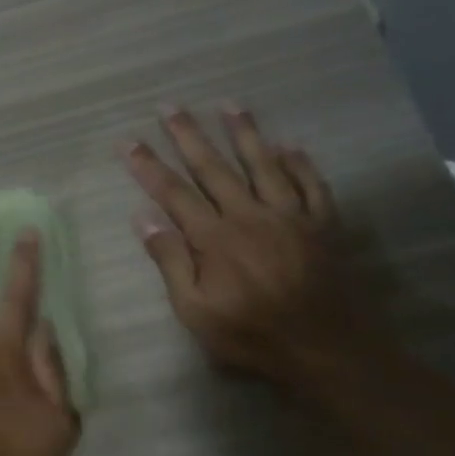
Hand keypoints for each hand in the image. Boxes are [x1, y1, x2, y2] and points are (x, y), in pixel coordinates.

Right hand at [125, 105, 373, 387]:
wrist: (326, 350)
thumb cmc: (251, 335)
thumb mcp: (195, 310)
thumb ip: (170, 261)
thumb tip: (143, 218)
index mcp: (214, 238)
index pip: (173, 193)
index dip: (148, 166)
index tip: (128, 142)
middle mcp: (250, 215)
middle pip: (213, 168)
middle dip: (188, 136)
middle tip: (170, 107)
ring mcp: (290, 216)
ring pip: (263, 164)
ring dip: (244, 133)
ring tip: (230, 106)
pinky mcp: (322, 225)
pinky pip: (311, 184)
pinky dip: (299, 163)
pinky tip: (289, 145)